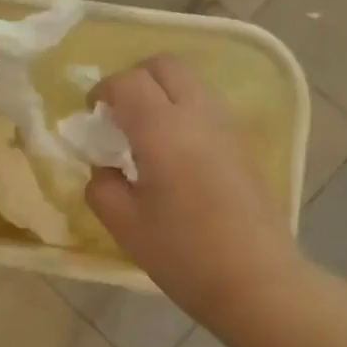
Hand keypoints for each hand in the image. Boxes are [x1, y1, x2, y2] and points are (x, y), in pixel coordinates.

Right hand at [85, 56, 299, 326]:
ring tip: (145, 134)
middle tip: (118, 112)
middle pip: (166, 66)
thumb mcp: (125, 224)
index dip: (103, 89)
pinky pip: (208, 108)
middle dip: (135, 78)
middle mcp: (198, 116)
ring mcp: (227, 128)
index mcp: (162, 130)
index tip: (91, 113)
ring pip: (191, 84)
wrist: (256, 281)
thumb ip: (102, 186)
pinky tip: (174, 154)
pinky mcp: (244, 146)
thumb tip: (104, 169)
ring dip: (162, 93)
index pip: (128, 82)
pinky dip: (184, 112)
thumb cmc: (183, 253)